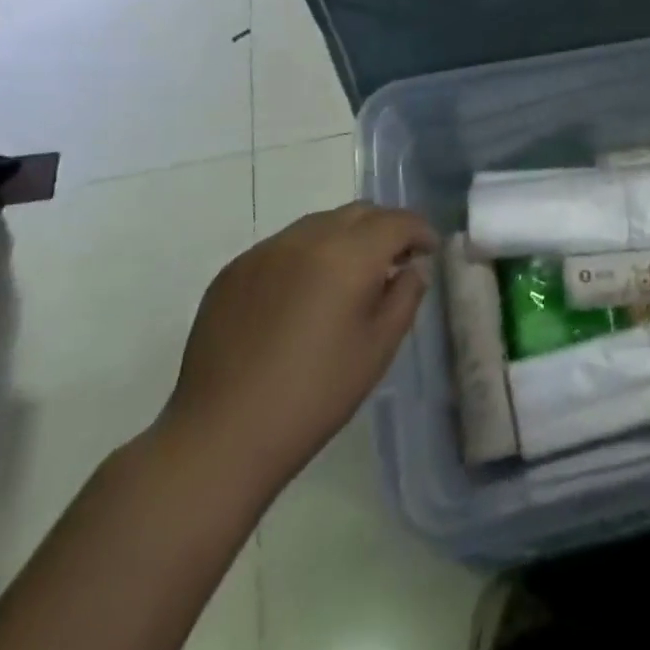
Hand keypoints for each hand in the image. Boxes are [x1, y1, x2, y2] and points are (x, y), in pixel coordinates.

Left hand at [159, 203, 438, 500]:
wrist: (220, 437)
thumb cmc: (314, 395)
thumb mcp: (379, 348)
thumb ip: (405, 296)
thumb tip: (410, 269)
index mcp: (348, 255)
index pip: (397, 221)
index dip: (419, 231)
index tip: (428, 251)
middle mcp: (306, 238)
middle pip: (359, 213)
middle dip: (384, 228)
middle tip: (394, 261)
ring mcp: (265, 251)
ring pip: (319, 224)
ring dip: (345, 238)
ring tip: (348, 277)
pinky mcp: (234, 271)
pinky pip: (284, 246)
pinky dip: (306, 256)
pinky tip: (303, 296)